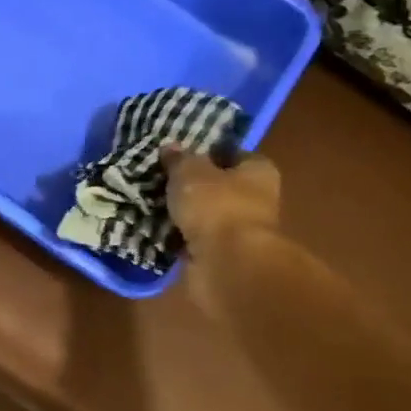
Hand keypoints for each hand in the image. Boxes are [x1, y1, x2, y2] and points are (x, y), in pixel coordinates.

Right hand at [162, 149, 282, 315]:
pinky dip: (179, 236)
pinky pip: (194, 239)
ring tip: (152, 203)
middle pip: (220, 186)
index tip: (182, 154)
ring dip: (184, 213)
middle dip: (194, 185)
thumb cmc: (217, 206)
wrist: (226, 264)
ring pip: (205, 215)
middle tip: (161, 179)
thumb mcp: (190, 172)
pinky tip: (156, 229)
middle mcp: (255, 199)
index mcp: (258, 171)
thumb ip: (180, 159)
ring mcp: (239, 230)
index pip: (235, 154)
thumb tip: (171, 147)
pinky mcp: (221, 255)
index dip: (210, 152)